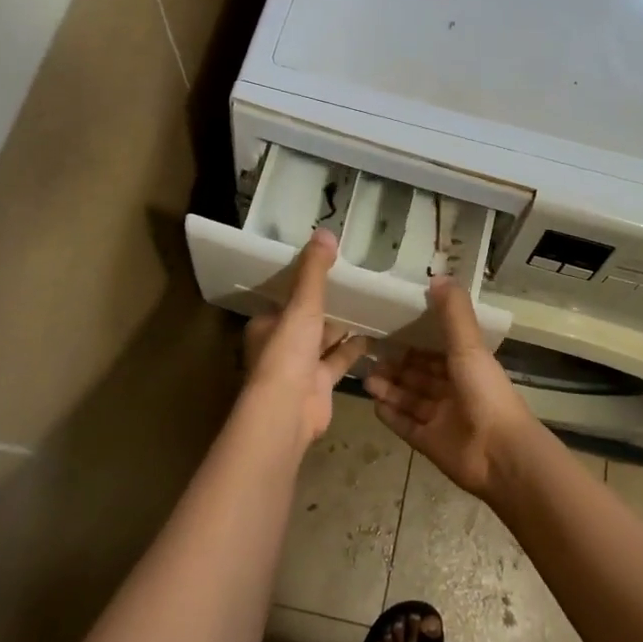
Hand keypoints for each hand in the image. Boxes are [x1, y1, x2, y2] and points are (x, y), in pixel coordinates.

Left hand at [243, 229, 371, 448]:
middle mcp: (281, 346)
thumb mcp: (302, 304)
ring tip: (370, 306)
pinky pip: (339, 362)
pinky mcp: (319, 386)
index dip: (305, 287)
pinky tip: (375, 337)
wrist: (288, 411)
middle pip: (307, 321)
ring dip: (343, 328)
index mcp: (267, 325)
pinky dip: (354, 351)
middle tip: (356, 286)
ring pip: (324, 341)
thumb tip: (325, 231)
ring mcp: (300, 368)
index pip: (287, 300)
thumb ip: (314, 271)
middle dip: (328, 308)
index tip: (328, 270)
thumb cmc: (288, 352)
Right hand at [364, 277, 538, 498]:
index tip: (387, 324)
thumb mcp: (469, 345)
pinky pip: (405, 424)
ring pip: (409, 397)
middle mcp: (454, 389)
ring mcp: (441, 418)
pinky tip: (372, 402)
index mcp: (467, 365)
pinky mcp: (429, 442)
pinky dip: (390, 413)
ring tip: (366, 377)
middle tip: (367, 352)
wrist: (499, 454)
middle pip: (419, 373)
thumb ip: (453, 312)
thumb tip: (438, 275)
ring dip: (389, 386)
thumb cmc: (485, 393)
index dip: (414, 337)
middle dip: (396, 363)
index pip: (436, 347)